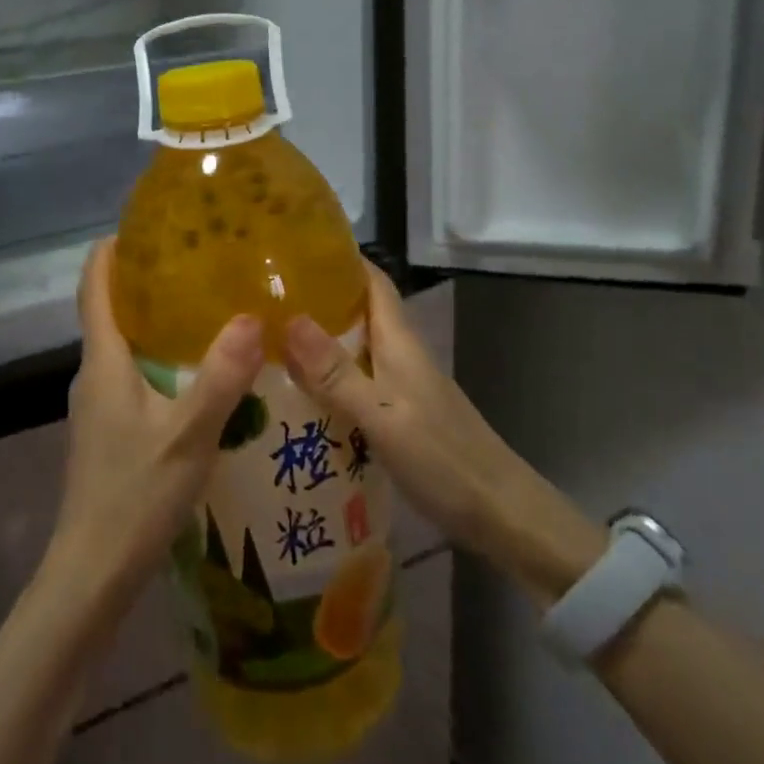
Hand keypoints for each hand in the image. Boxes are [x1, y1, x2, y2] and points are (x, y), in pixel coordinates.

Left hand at [51, 240, 263, 605]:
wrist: (92, 571)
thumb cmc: (134, 496)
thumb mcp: (188, 435)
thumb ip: (221, 376)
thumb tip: (252, 316)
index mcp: (103, 362)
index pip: (93, 286)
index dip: (112, 249)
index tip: (147, 224)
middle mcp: (94, 374)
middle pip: (111, 309)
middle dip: (147, 279)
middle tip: (199, 261)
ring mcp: (99, 404)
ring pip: (125, 345)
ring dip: (157, 320)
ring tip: (210, 307)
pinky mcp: (110, 429)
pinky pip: (134, 374)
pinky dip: (162, 357)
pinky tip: (201, 371)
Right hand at [284, 263, 603, 601]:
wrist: (502, 515)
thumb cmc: (444, 458)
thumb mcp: (383, 417)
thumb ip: (336, 374)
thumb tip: (289, 319)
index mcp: (399, 342)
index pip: (371, 281)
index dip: (339, 259)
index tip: (293, 249)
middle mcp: (400, 356)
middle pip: (356, 313)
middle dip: (315, 301)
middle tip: (261, 300)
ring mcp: (401, 387)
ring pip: (353, 350)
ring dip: (316, 343)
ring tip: (265, 344)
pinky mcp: (399, 416)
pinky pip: (355, 384)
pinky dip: (327, 382)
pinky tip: (297, 398)